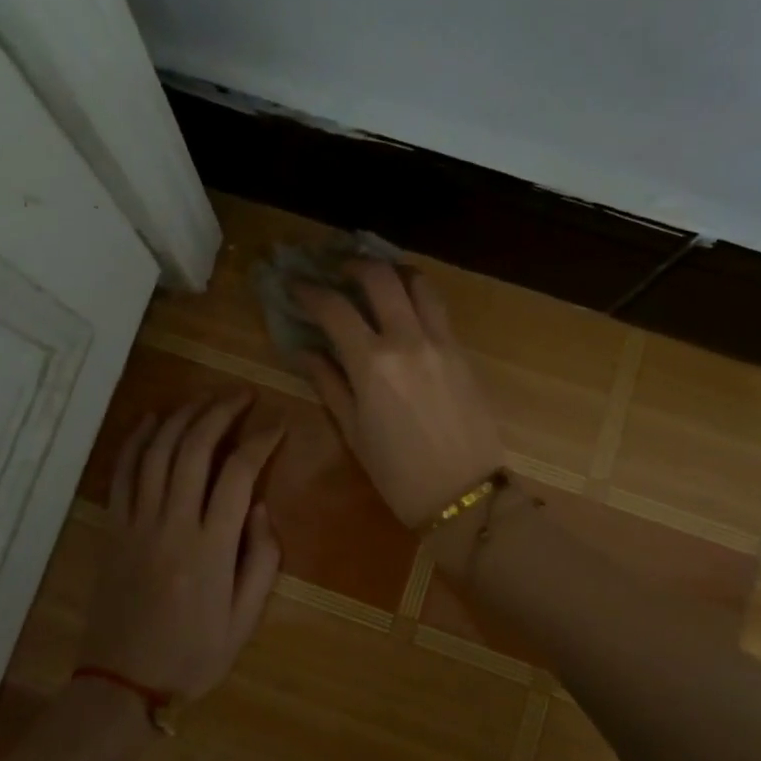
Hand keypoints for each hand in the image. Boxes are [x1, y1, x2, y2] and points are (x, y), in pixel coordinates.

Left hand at [80, 393, 285, 700]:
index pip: (238, 474)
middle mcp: (172, 523)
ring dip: (182, 415)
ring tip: (205, 398)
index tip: (278, 425)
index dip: (261, 441)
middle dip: (221, 412)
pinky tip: (152, 418)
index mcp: (210, 547)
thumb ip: (261, 560)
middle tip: (242, 395)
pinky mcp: (114, 526)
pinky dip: (136, 438)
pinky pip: (122, 472)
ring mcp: (137, 521)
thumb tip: (262, 508)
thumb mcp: (244, 620)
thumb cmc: (192, 655)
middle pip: (194, 448)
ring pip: (157, 451)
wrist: (122, 683)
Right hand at [295, 260, 503, 525]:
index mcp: (373, 363)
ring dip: (393, 272)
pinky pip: (438, 309)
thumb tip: (306, 352)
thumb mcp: (353, 432)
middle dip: (354, 264)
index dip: (309, 291)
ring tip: (378, 279)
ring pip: (419, 283)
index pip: (334, 308)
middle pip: (380, 277)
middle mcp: (408, 340)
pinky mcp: (463, 351)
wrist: (465, 495)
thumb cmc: (399, 474)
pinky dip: (417, 297)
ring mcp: (442, 341)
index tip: (295, 284)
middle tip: (338, 269)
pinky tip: (406, 309)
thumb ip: (329, 384)